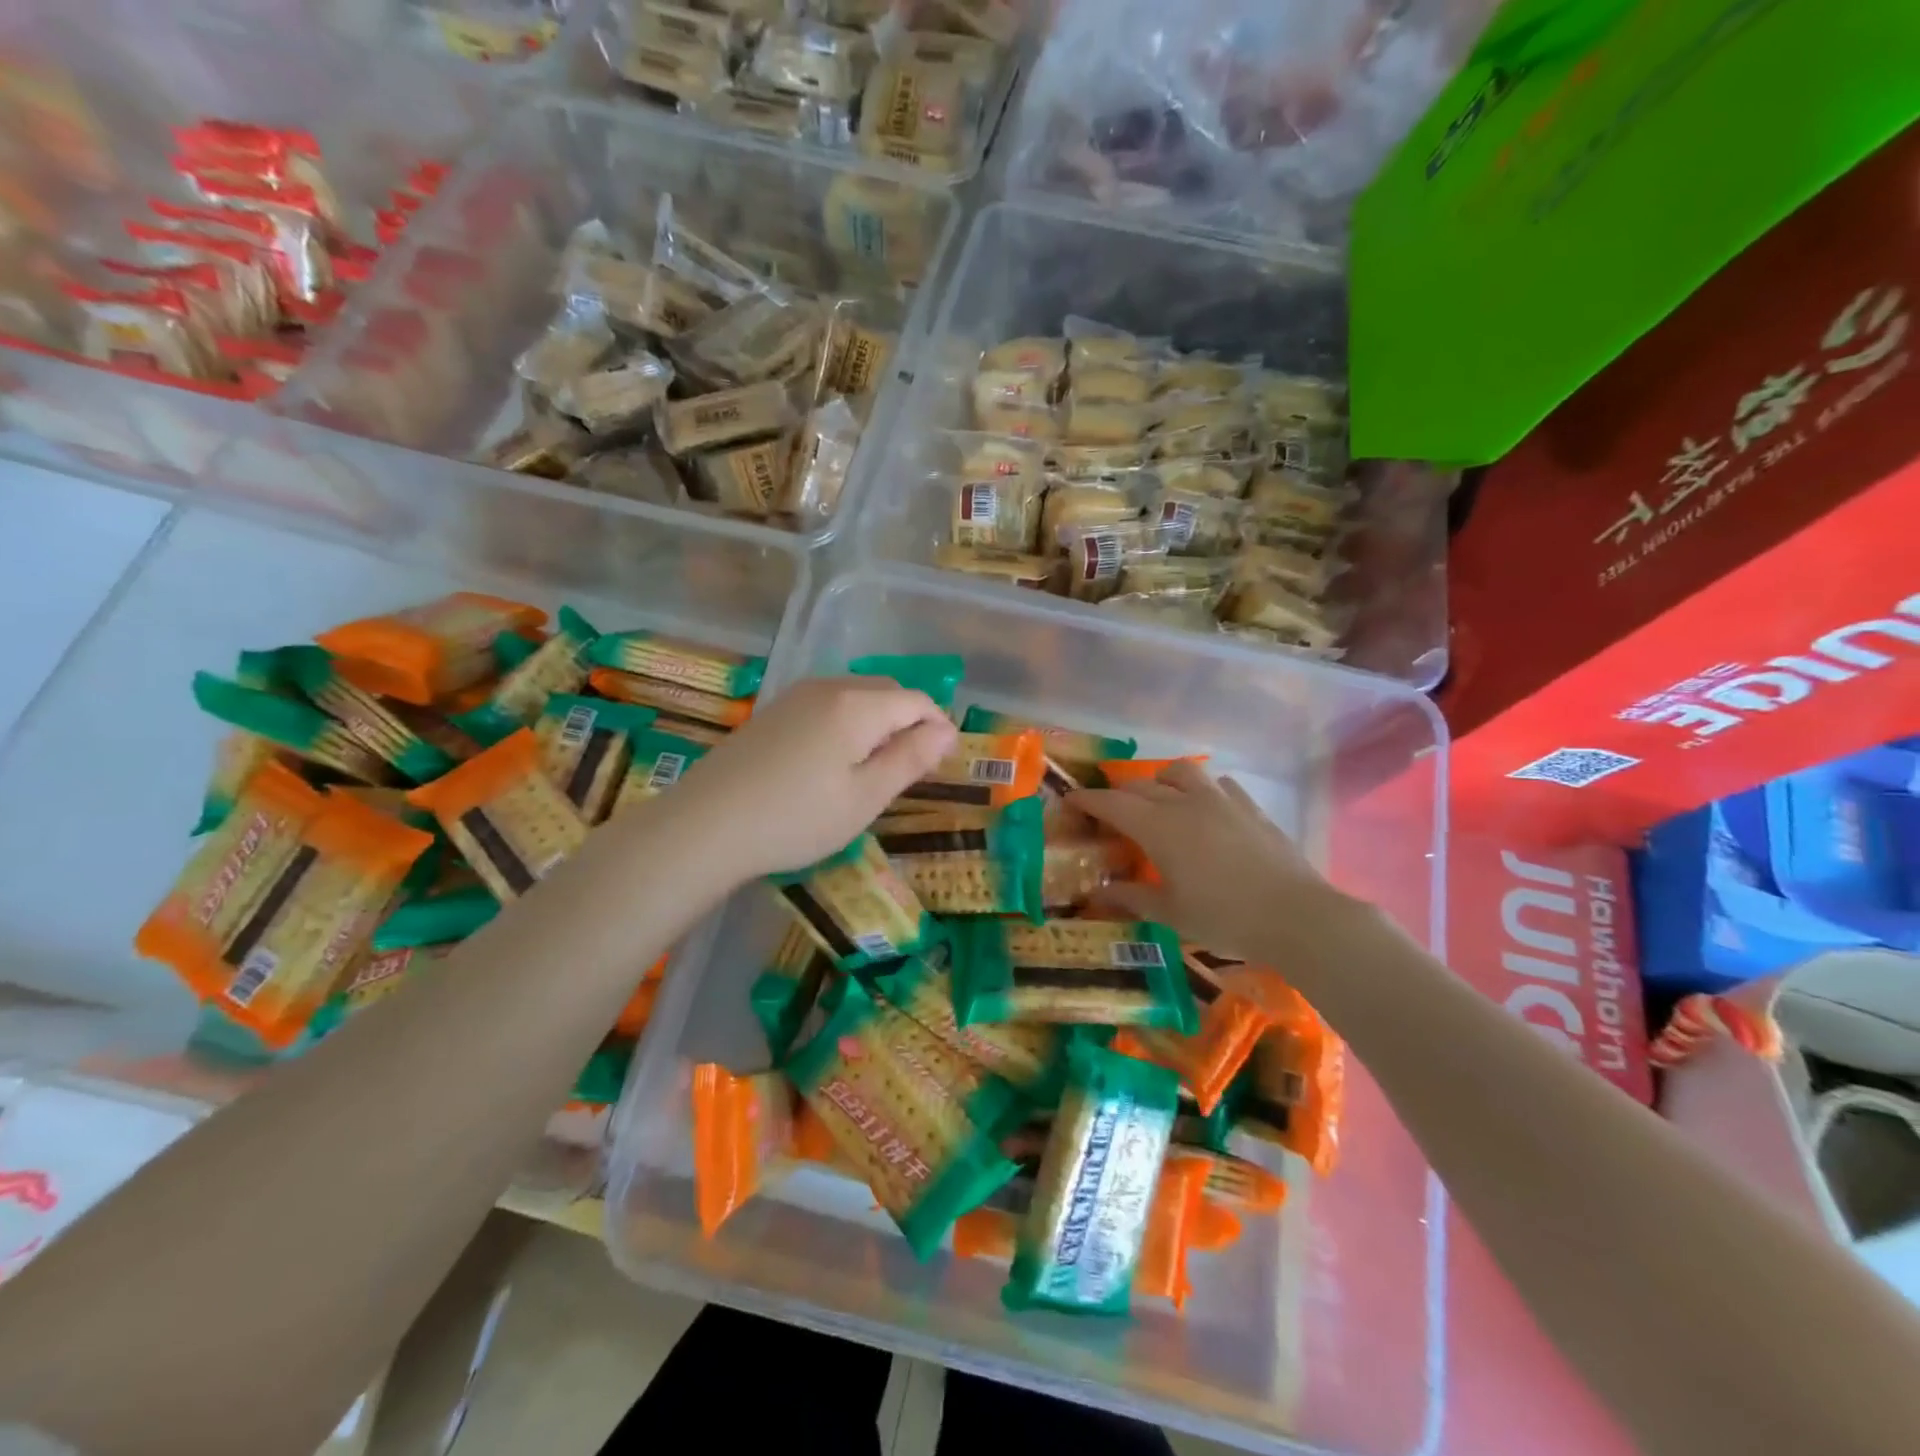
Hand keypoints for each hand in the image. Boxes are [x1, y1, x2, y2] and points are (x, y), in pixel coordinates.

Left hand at [670, 677, 956, 880]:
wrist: (705, 825)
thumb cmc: (797, 818)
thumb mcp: (865, 797)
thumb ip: (909, 759)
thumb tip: (946, 731)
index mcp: (858, 705)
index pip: (917, 701)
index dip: (938, 728)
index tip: (940, 766)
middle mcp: (829, 687)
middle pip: (887, 692)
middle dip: (908, 722)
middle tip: (908, 771)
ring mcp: (796, 696)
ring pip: (856, 697)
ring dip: (878, 723)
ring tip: (872, 770)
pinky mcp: (774, 712)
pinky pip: (828, 705)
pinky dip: (847, 725)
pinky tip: (832, 763)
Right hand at [1070, 761, 1356, 964]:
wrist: (1296, 915)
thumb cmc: (1224, 917)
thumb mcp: (1170, 914)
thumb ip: (1130, 897)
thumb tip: (1095, 894)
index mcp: (1158, 827)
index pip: (1112, 803)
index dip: (1087, 799)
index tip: (1071, 800)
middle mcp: (1185, 803)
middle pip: (1141, 785)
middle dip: (1119, 794)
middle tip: (1110, 813)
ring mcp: (1221, 801)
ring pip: (1182, 771)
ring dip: (1162, 780)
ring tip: (1160, 800)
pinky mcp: (1250, 807)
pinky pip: (1219, 784)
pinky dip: (1202, 790)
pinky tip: (1207, 810)